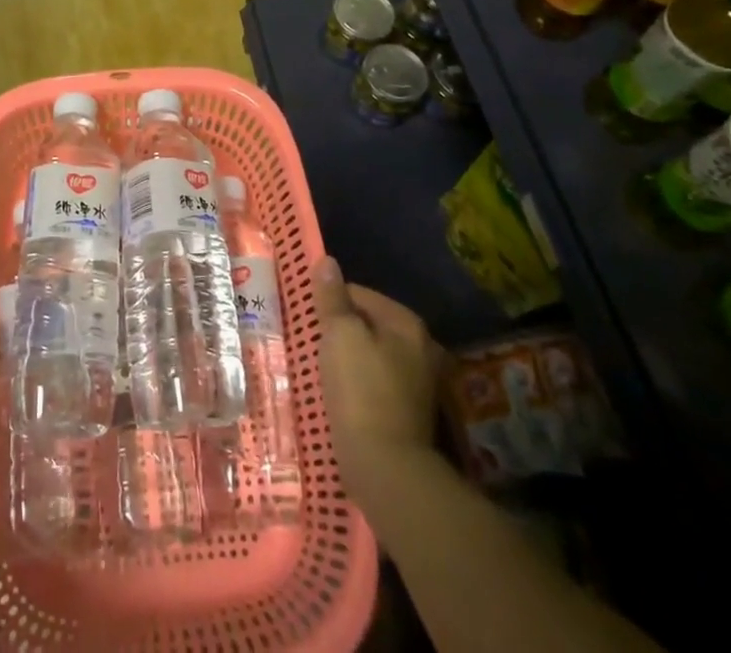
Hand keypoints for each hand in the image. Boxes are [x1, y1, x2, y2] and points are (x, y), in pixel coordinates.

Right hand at [312, 257, 443, 506]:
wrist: (385, 469)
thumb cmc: (361, 391)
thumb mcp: (339, 334)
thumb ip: (333, 297)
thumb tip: (327, 260)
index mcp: (407, 324)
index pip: (360, 293)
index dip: (331, 302)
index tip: (309, 319)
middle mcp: (421, 348)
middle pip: (368, 324)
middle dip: (341, 331)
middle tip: (312, 343)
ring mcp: (419, 383)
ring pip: (372, 354)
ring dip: (348, 358)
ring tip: (321, 368)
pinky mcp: (409, 413)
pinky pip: (375, 382)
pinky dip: (358, 383)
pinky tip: (339, 394)